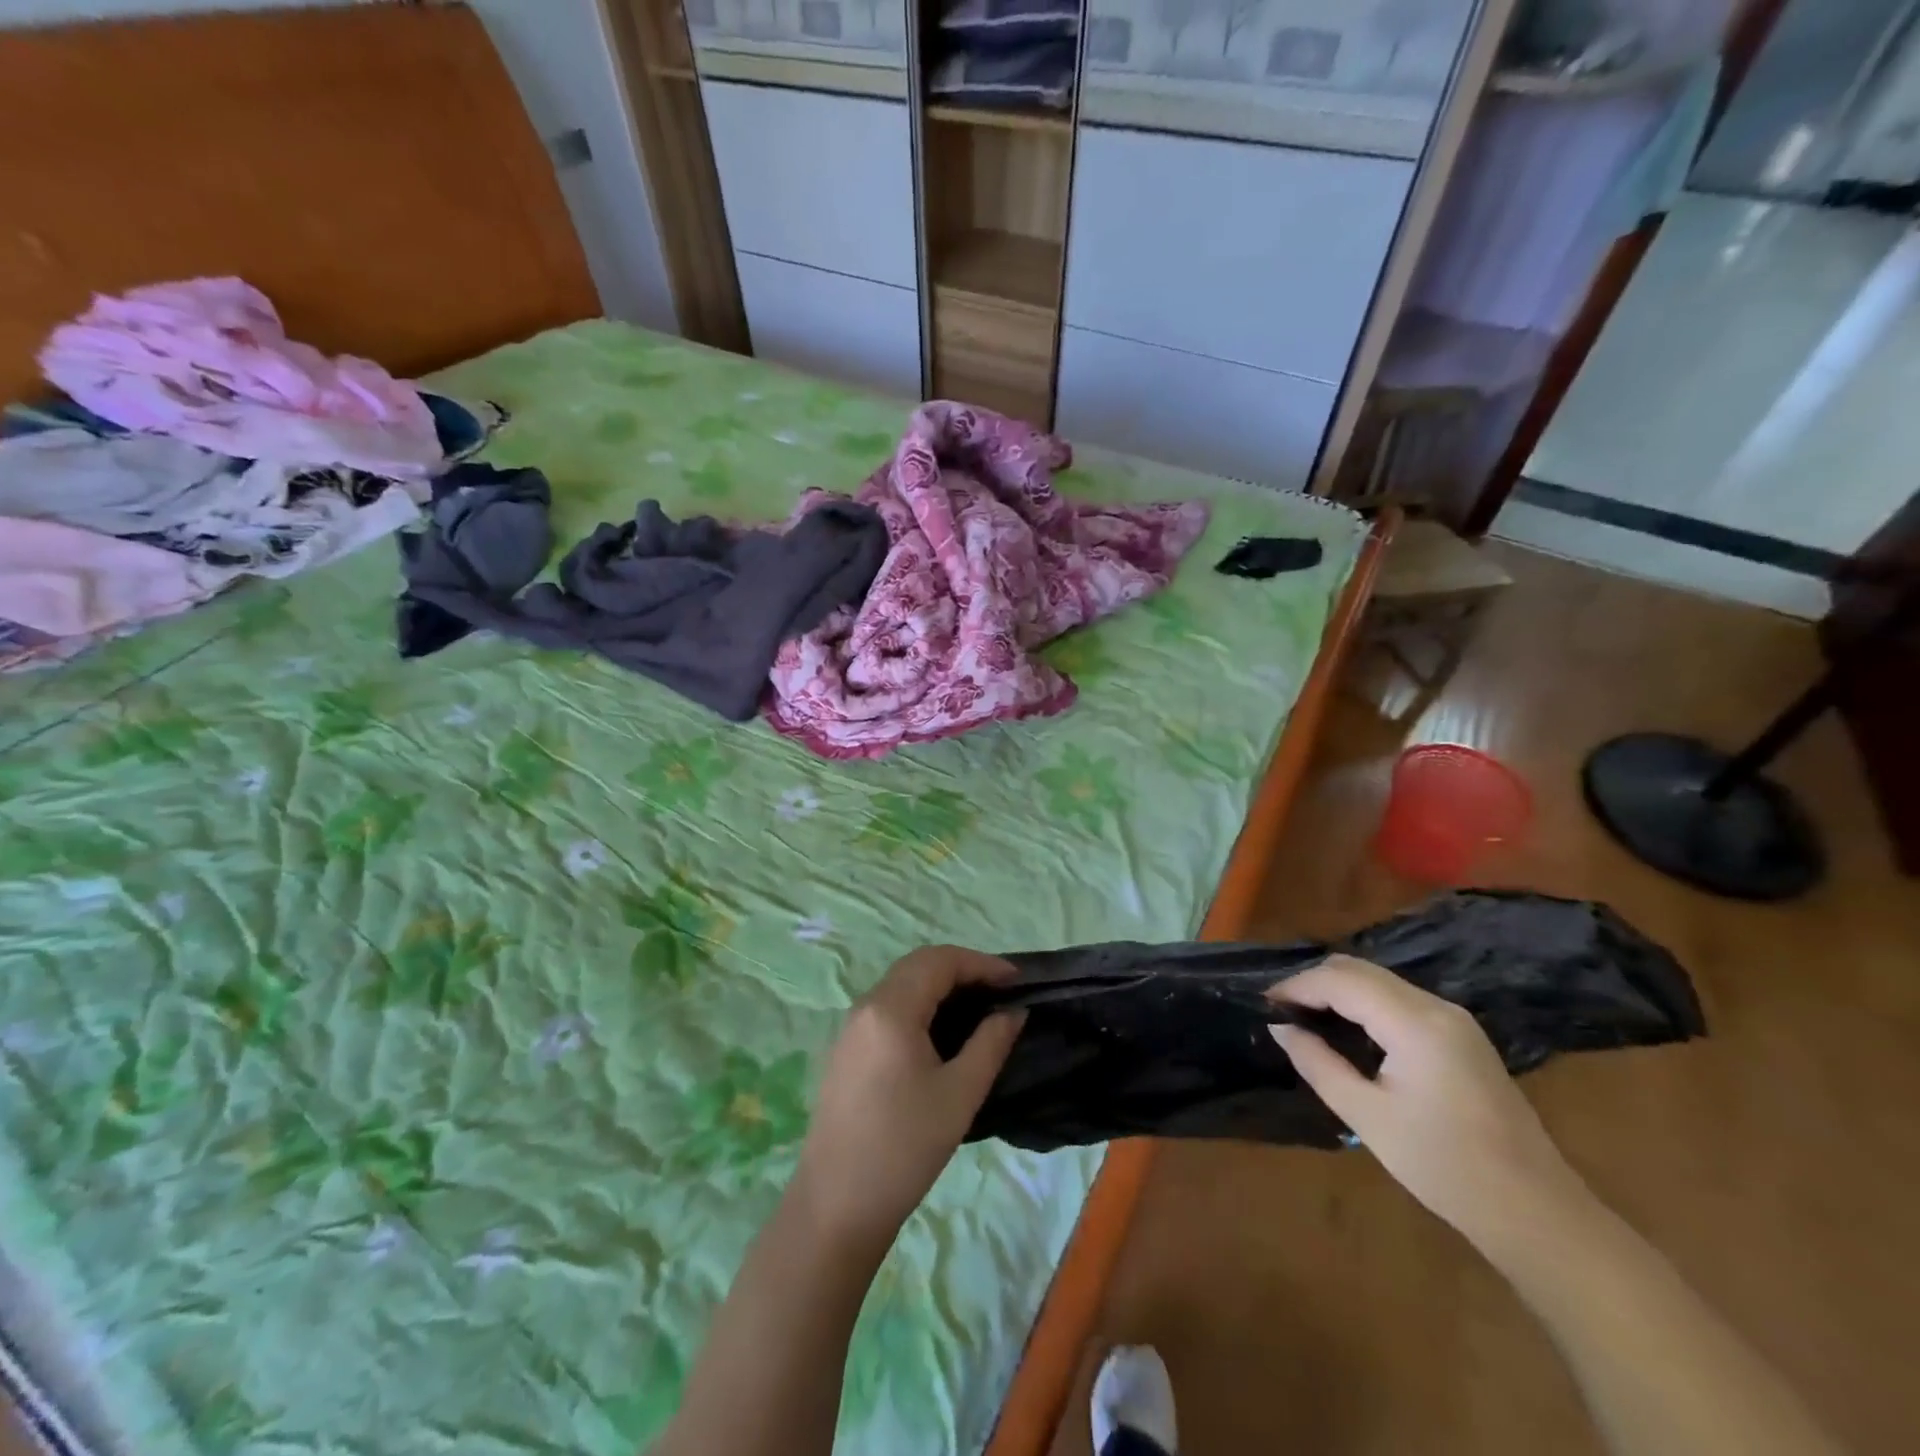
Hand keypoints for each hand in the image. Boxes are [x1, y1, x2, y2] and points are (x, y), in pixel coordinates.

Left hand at [793, 946, 1024, 1256]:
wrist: (836, 1205)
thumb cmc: (905, 1147)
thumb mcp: (960, 1094)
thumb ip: (991, 1042)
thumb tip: (1013, 1011)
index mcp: (891, 1008)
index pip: (940, 961)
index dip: (982, 964)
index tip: (1017, 981)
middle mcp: (866, 1006)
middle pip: (918, 965)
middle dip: (961, 968)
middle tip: (999, 990)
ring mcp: (850, 1027)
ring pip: (901, 984)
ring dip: (939, 984)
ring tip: (977, 1007)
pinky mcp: (845, 1049)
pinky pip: (887, 1007)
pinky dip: (919, 1003)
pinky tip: (940, 1031)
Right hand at [1268, 954, 1589, 1249]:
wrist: (1535, 1211)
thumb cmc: (1445, 1167)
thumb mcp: (1368, 1117)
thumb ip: (1318, 1063)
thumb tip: (1280, 1027)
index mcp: (1415, 1024)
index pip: (1341, 981)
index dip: (1297, 986)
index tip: (1264, 1005)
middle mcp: (1436, 1007)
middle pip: (1360, 969)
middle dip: (1314, 982)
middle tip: (1280, 1010)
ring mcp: (1453, 1018)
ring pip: (1379, 979)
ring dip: (1337, 989)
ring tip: (1305, 1017)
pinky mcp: (1460, 1034)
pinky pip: (1398, 998)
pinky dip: (1362, 1002)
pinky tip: (1345, 1029)